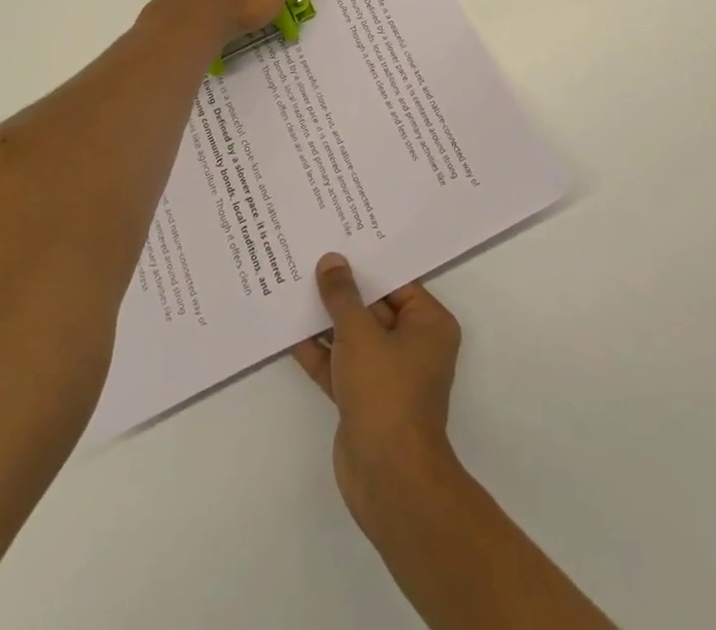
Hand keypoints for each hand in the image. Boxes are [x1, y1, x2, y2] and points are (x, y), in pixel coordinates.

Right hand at [293, 253, 463, 533]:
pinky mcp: (363, 397)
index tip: (336, 236)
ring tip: (291, 283)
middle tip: (308, 254)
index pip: (395, 280)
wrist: (388, 478)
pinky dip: (318, 350)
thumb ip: (342, 295)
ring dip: (325, 318)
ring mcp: (387, 373)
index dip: (365, 260)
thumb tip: (332, 261)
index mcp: (428, 324)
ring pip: (353, 334)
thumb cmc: (386, 393)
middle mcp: (413, 344)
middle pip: (373, 305)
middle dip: (341, 288)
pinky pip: (339, 363)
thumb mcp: (360, 333)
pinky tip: (287, 328)